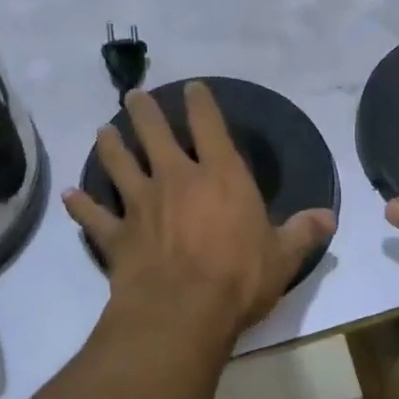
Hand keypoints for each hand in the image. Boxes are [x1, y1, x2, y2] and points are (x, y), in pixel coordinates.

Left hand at [64, 82, 335, 341]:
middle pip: (154, 134)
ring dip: (110, 147)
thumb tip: (329, 217)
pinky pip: (94, 216)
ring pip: (118, 164)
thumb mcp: (282, 257)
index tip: (192, 87)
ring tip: (103, 131)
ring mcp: (140, 205)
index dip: (201, 103)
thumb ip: (303, 232)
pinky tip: (69, 195)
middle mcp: (176, 179)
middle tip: (133, 95)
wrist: (182, 311)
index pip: (209, 126)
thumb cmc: (238, 278)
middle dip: (143, 111)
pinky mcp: (117, 235)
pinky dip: (80, 205)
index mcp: (220, 177)